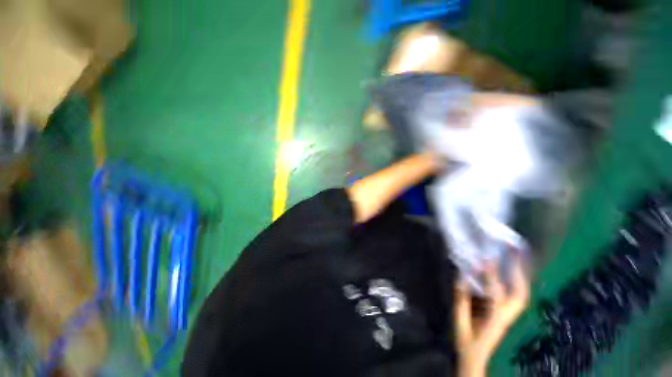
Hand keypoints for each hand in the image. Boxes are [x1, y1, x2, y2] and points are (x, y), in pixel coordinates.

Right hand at [455, 257, 529, 376]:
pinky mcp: (506, 315)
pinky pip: (515, 297)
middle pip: (519, 294)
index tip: (487, 258)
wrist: (474, 358)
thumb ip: (460, 299)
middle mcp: (506, 316)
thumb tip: (461, 276)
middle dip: (518, 273)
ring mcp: (508, 316)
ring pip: (521, 295)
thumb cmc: (466, 341)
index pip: (494, 294)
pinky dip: (516, 283)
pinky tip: (512, 273)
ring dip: (520, 276)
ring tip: (517, 259)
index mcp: (493, 319)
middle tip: (514, 253)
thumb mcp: (459, 321)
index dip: (490, 276)